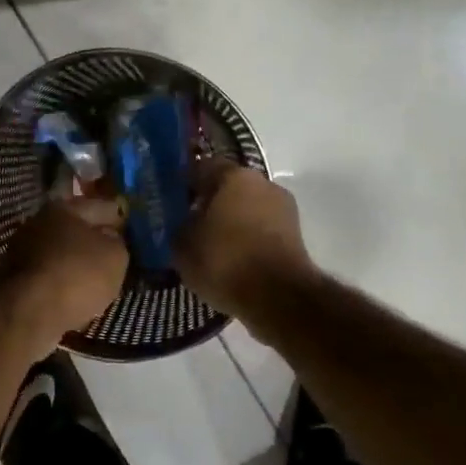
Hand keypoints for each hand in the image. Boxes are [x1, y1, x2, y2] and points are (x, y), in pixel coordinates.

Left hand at [0, 195, 129, 342]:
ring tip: (96, 277)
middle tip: (114, 253)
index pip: (100, 207)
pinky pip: (49, 274)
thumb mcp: (116, 256)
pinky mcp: (15, 278)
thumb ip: (117, 242)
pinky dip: (62, 280)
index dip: (119, 218)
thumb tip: (109, 238)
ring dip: (76, 261)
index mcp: (64, 207)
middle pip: (75, 228)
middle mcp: (39, 222)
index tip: (131, 230)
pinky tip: (75, 292)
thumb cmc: (79, 274)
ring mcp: (22, 250)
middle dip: (93, 239)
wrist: (32, 312)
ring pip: (60, 252)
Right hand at [175, 161, 318, 323]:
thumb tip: (180, 222)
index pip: (201, 167)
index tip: (170, 201)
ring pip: (247, 208)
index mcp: (233, 175)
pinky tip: (232, 260)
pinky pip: (261, 229)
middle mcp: (263, 182)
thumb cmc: (225, 261)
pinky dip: (247, 239)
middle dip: (209, 203)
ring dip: (230, 221)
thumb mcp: (183, 246)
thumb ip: (178, 226)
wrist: (279, 297)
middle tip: (188, 224)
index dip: (183, 183)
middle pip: (228, 187)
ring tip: (210, 246)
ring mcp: (283, 208)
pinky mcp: (295, 234)